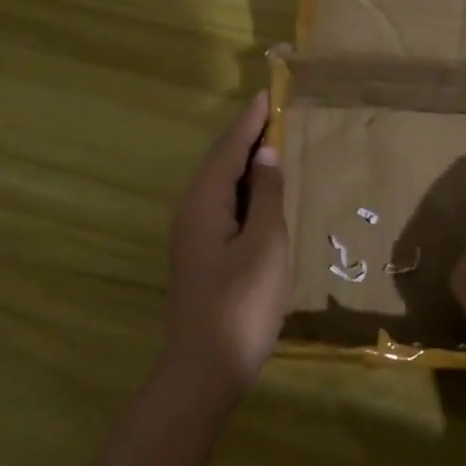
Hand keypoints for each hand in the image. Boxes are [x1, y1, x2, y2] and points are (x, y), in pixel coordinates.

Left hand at [162, 91, 289, 395]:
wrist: (203, 370)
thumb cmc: (241, 306)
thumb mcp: (265, 246)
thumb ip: (267, 197)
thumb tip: (267, 155)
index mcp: (204, 204)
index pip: (228, 149)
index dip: (250, 122)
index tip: (267, 95)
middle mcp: (191, 212)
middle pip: (219, 163)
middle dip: (245, 138)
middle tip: (274, 115)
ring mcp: (192, 237)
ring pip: (219, 186)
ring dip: (244, 164)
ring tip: (271, 146)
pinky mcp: (200, 256)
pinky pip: (221, 207)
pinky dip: (243, 191)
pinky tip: (260, 196)